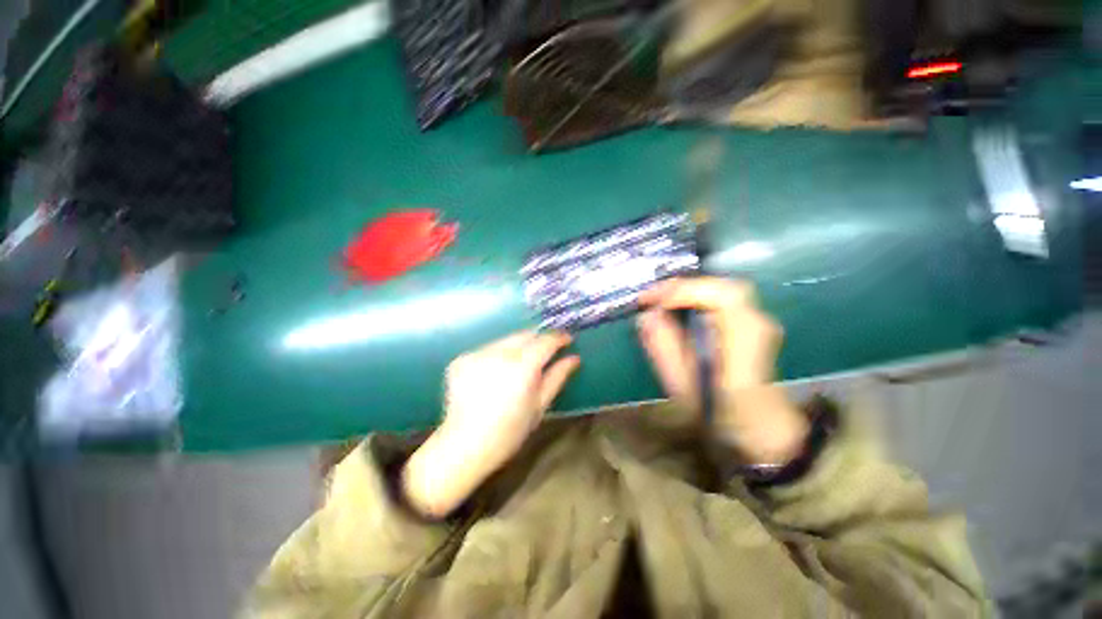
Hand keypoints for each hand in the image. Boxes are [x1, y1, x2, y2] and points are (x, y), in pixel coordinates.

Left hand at [402, 331, 578, 517]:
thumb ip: (557, 377)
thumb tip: (573, 358)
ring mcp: (477, 354)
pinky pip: (488, 349)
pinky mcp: (461, 359)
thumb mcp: (539, 406)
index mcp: (522, 367)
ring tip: (518, 367)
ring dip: (517, 347)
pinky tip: (495, 374)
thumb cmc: (509, 432)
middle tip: (544, 354)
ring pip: (506, 340)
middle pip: (525, 335)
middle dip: (538, 340)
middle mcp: (498, 354)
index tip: (566, 340)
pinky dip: (497, 356)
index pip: (545, 341)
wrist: (464, 446)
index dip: (559, 338)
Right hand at [636, 277, 807, 464]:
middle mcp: (758, 326)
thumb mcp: (684, 387)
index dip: (685, 292)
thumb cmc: (720, 414)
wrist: (761, 430)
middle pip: (724, 288)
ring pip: (723, 290)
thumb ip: (664, 349)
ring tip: (658, 301)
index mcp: (745, 346)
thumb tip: (646, 316)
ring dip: (688, 291)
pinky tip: (678, 308)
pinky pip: (722, 300)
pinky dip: (697, 297)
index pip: (723, 299)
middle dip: (683, 287)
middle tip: (652, 297)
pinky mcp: (751, 324)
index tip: (653, 302)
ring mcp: (758, 323)